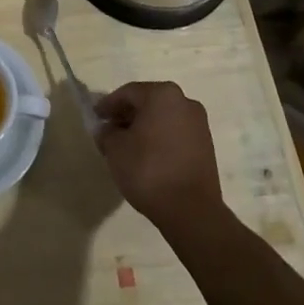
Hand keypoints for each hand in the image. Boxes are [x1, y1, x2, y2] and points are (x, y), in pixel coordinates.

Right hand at [94, 81, 225, 231]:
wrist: (191, 211)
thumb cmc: (148, 170)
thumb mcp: (115, 149)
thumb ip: (106, 132)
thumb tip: (108, 129)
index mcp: (162, 94)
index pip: (128, 93)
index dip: (108, 105)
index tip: (96, 117)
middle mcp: (184, 102)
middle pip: (148, 102)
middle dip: (127, 115)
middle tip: (109, 130)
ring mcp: (199, 124)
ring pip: (163, 118)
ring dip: (144, 127)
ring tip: (127, 146)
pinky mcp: (207, 146)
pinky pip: (176, 133)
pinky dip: (160, 139)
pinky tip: (148, 156)